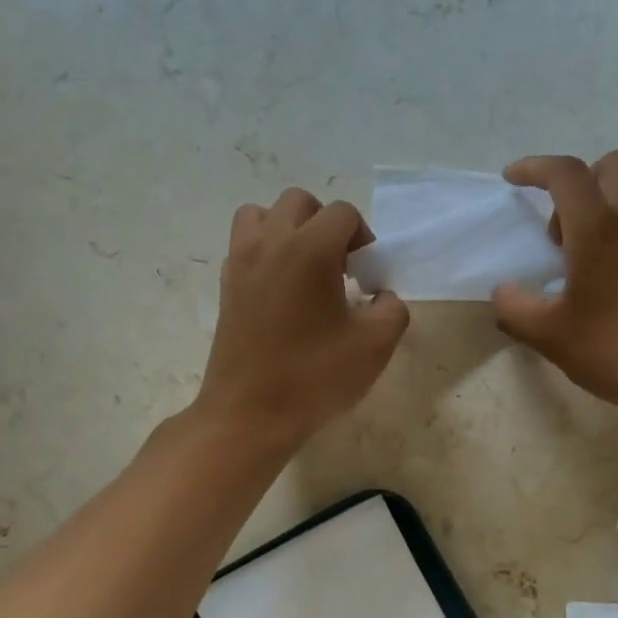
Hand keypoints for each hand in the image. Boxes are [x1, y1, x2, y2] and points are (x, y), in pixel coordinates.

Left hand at [194, 188, 409, 451]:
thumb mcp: (375, 346)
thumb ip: (392, 310)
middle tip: (340, 268)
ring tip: (305, 269)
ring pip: (261, 215)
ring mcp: (240, 263)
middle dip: (326, 225)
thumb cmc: (314, 378)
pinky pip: (244, 247)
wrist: (249, 415)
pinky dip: (264, 253)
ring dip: (288, 229)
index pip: (343, 213)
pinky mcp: (225, 287)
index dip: (364, 239)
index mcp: (309, 249)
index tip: (367, 277)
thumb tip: (382, 297)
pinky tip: (281, 293)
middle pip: (299, 202)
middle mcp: (270, 243)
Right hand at [493, 152, 617, 420]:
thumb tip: (503, 292)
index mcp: (599, 230)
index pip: (566, 174)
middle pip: (609, 167)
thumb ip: (515, 308)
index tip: (512, 180)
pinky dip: (616, 235)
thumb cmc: (617, 349)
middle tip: (556, 229)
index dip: (534, 168)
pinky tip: (602, 284)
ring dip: (596, 211)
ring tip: (574, 264)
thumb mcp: (550, 335)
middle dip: (576, 182)